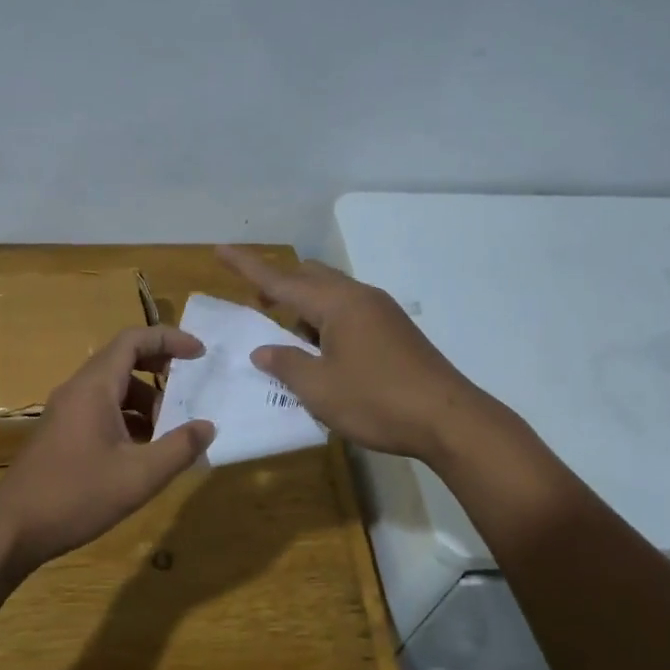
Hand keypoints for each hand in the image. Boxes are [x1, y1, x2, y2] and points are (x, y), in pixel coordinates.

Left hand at [0, 326, 214, 575]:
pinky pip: (101, 411)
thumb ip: (179, 448)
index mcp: (94, 388)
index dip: (169, 339)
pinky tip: (143, 452)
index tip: (200, 353)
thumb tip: (208, 426)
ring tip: (170, 431)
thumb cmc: (77, 496)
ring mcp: (65, 413)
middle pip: (122, 360)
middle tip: (190, 387)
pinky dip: (128, 419)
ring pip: (112, 389)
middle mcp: (77, 391)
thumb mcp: (140, 476)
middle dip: (160, 369)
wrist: (12, 529)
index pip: (133, 340)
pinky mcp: (61, 434)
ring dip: (145, 401)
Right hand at [216, 245, 485, 462]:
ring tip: (288, 339)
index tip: (220, 250)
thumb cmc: (377, 401)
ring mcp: (383, 313)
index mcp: (338, 304)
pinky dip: (326, 322)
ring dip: (304, 307)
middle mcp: (361, 298)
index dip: (247, 266)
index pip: (281, 280)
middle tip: (258, 305)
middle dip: (280, 286)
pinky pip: (350, 312)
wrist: (449, 420)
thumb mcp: (320, 389)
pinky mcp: (395, 332)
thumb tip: (263, 350)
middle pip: (311, 277)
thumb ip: (286, 364)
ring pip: (332, 295)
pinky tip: (323, 353)